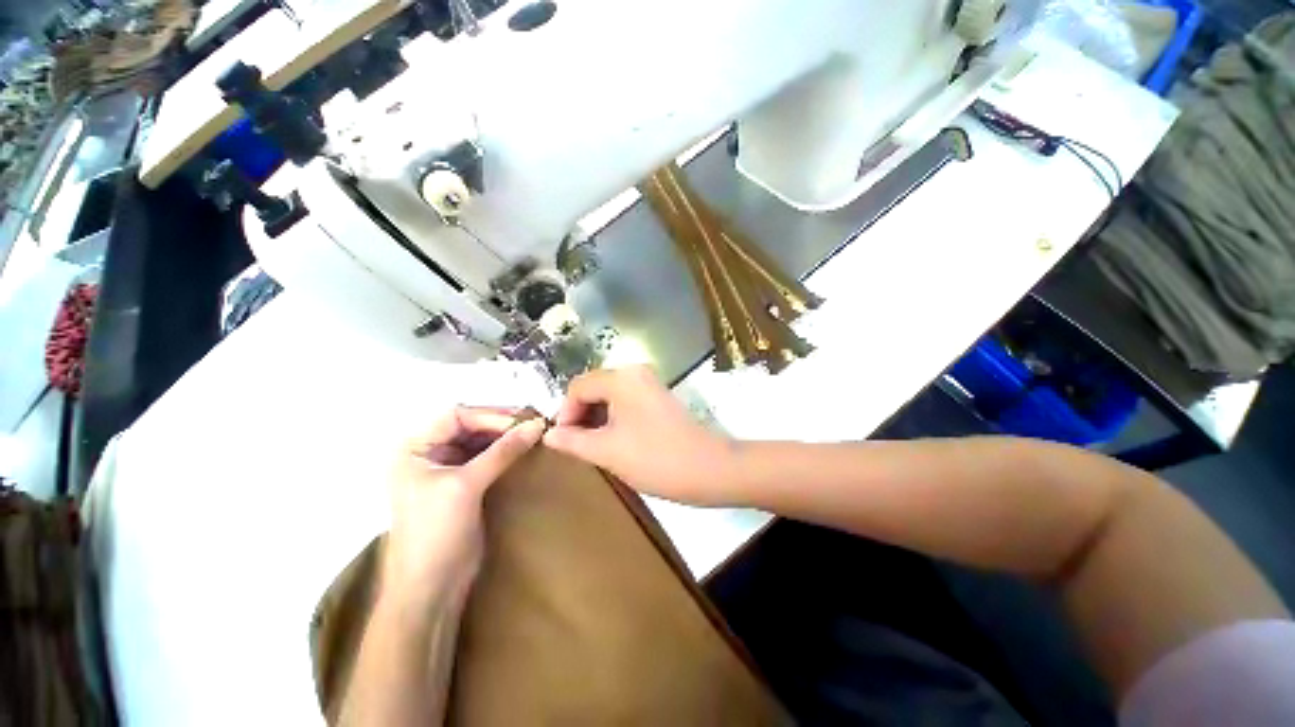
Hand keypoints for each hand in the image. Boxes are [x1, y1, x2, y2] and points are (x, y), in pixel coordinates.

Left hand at [382, 407, 544, 608]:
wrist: (431, 589)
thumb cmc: (435, 532)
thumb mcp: (466, 486)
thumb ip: (503, 452)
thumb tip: (538, 425)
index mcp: (415, 448)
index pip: (457, 416)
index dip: (491, 415)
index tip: (523, 420)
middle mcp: (429, 454)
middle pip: (470, 426)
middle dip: (501, 425)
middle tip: (534, 425)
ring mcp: (447, 470)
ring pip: (481, 442)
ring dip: (506, 438)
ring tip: (534, 435)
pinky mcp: (465, 485)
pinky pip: (488, 459)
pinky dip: (506, 453)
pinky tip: (524, 451)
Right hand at [544, 366, 733, 505]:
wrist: (708, 468)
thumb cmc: (655, 459)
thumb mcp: (607, 451)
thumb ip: (573, 441)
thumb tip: (548, 434)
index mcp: (621, 378)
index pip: (577, 387)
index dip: (564, 413)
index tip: (562, 441)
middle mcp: (635, 372)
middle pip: (593, 387)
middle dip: (580, 415)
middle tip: (575, 445)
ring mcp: (649, 383)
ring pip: (609, 395)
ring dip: (595, 417)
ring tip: (592, 445)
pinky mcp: (658, 396)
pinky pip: (625, 400)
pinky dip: (613, 417)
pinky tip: (613, 439)